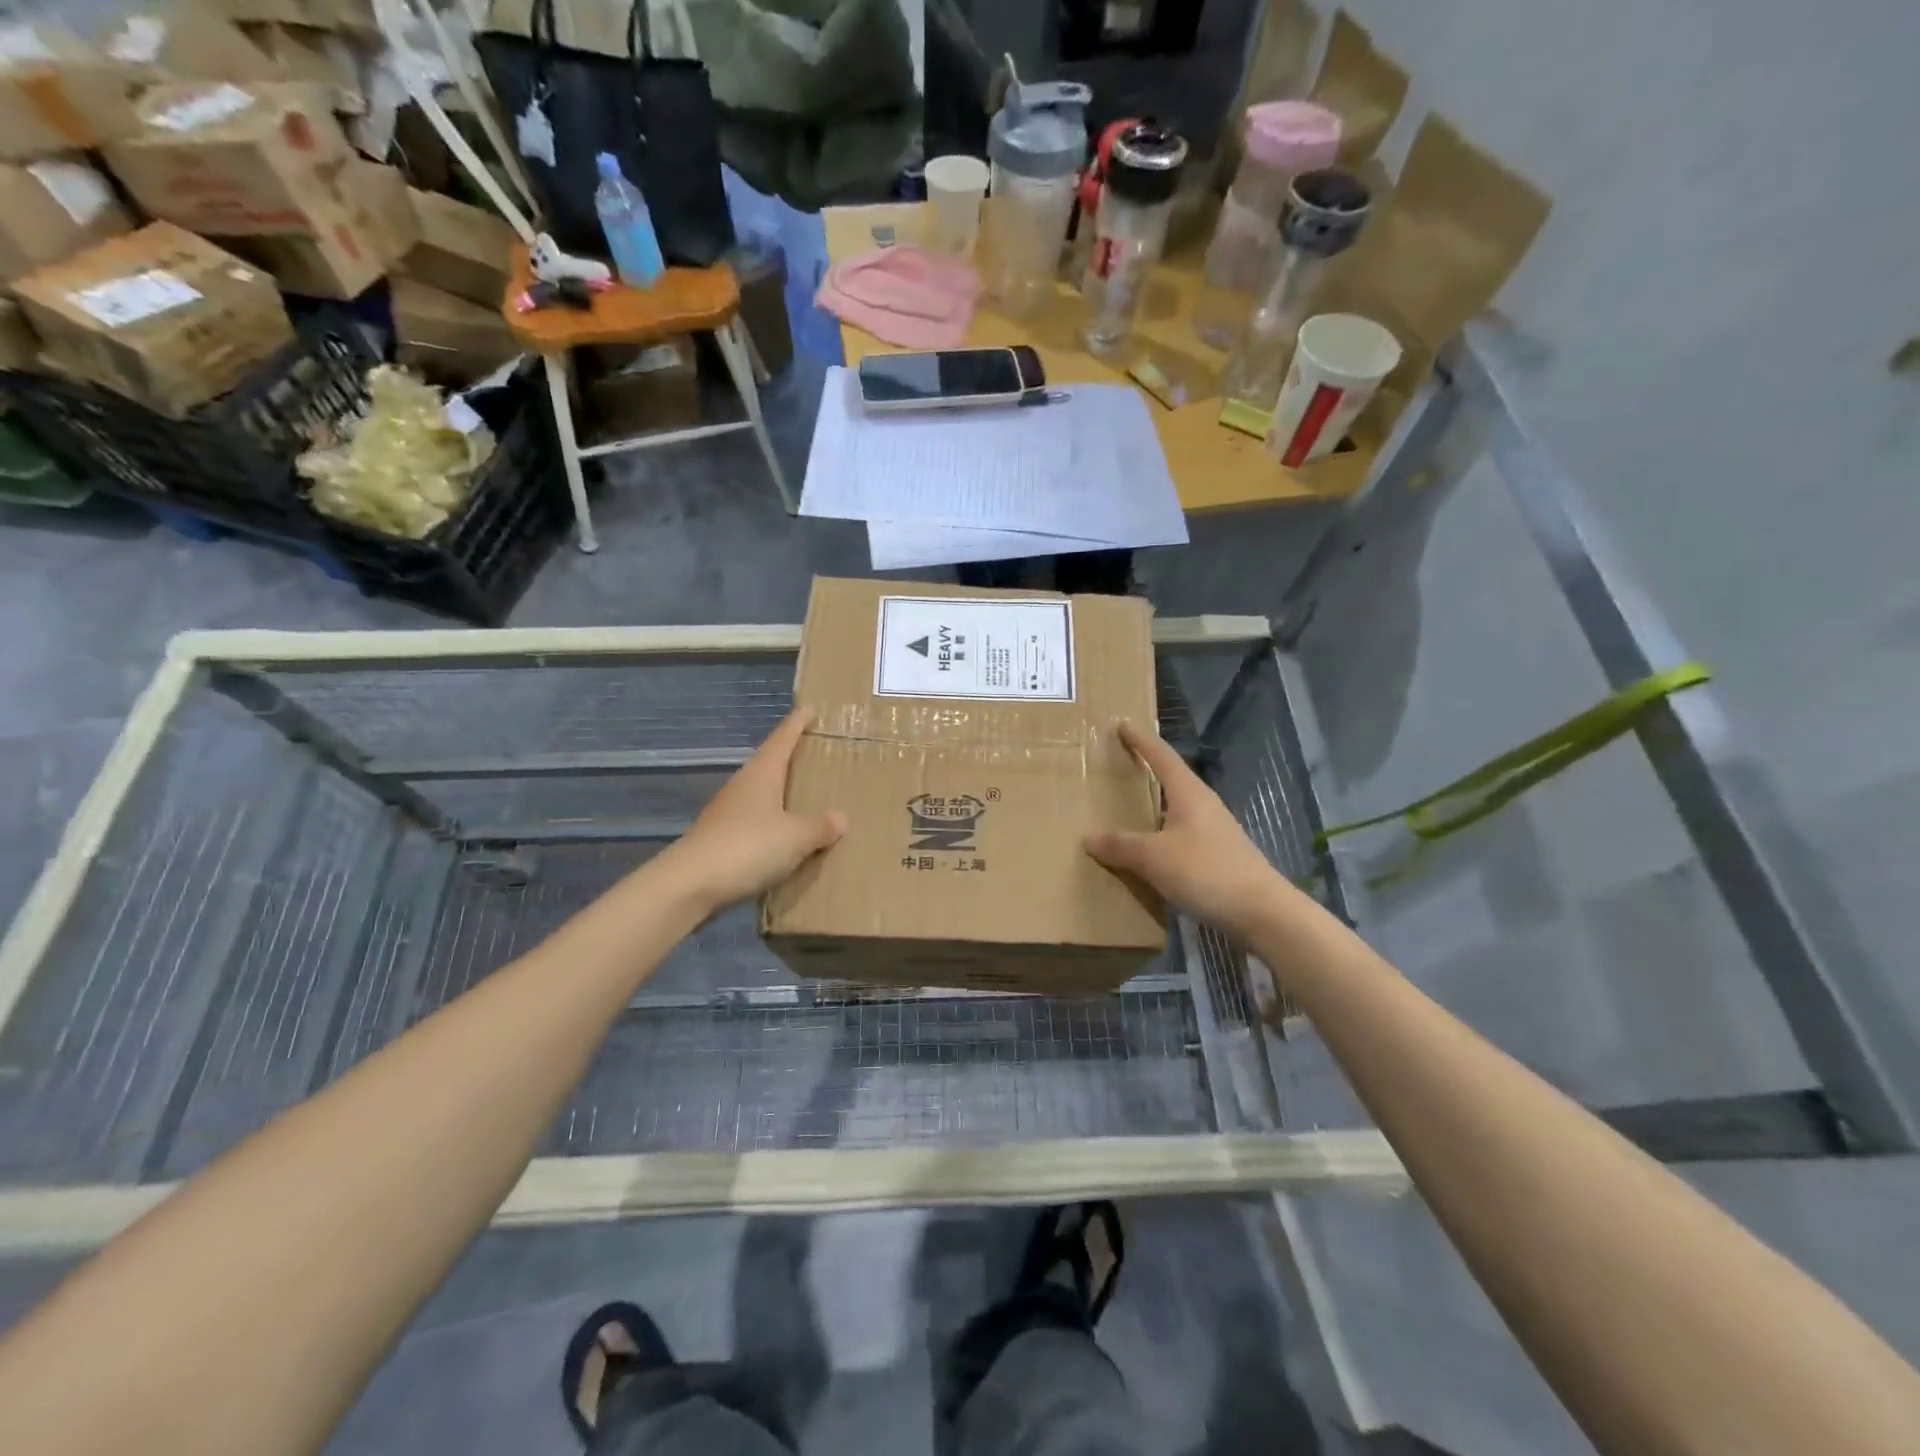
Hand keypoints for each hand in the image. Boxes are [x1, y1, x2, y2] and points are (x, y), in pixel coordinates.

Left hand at [661, 709, 845, 910]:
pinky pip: (754, 821)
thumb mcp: (795, 837)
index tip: (810, 709)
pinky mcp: (721, 838)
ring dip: (780, 792)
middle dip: (791, 757)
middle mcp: (743, 786)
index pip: (782, 739)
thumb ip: (819, 826)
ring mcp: (728, 812)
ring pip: (761, 793)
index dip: (797, 724)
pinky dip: (772, 822)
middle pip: (770, 763)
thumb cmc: (747, 847)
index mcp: (762, 774)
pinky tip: (783, 836)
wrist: (689, 884)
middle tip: (816, 753)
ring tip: (805, 796)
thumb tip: (841, 817)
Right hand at [1084, 721, 1301, 940]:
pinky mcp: (1219, 856)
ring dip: (1153, 807)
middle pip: (1171, 780)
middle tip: (1119, 766)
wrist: (1261, 912)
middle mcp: (1203, 805)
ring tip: (1127, 811)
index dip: (1141, 740)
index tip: (1123, 724)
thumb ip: (1120, 846)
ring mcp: (1214, 831)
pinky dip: (1161, 836)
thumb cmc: (1206, 871)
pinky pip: (1181, 836)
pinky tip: (1149, 852)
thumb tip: (1089, 838)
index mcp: (1189, 794)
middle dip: (1147, 771)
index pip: (1161, 756)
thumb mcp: (1154, 857)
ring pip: (1177, 810)